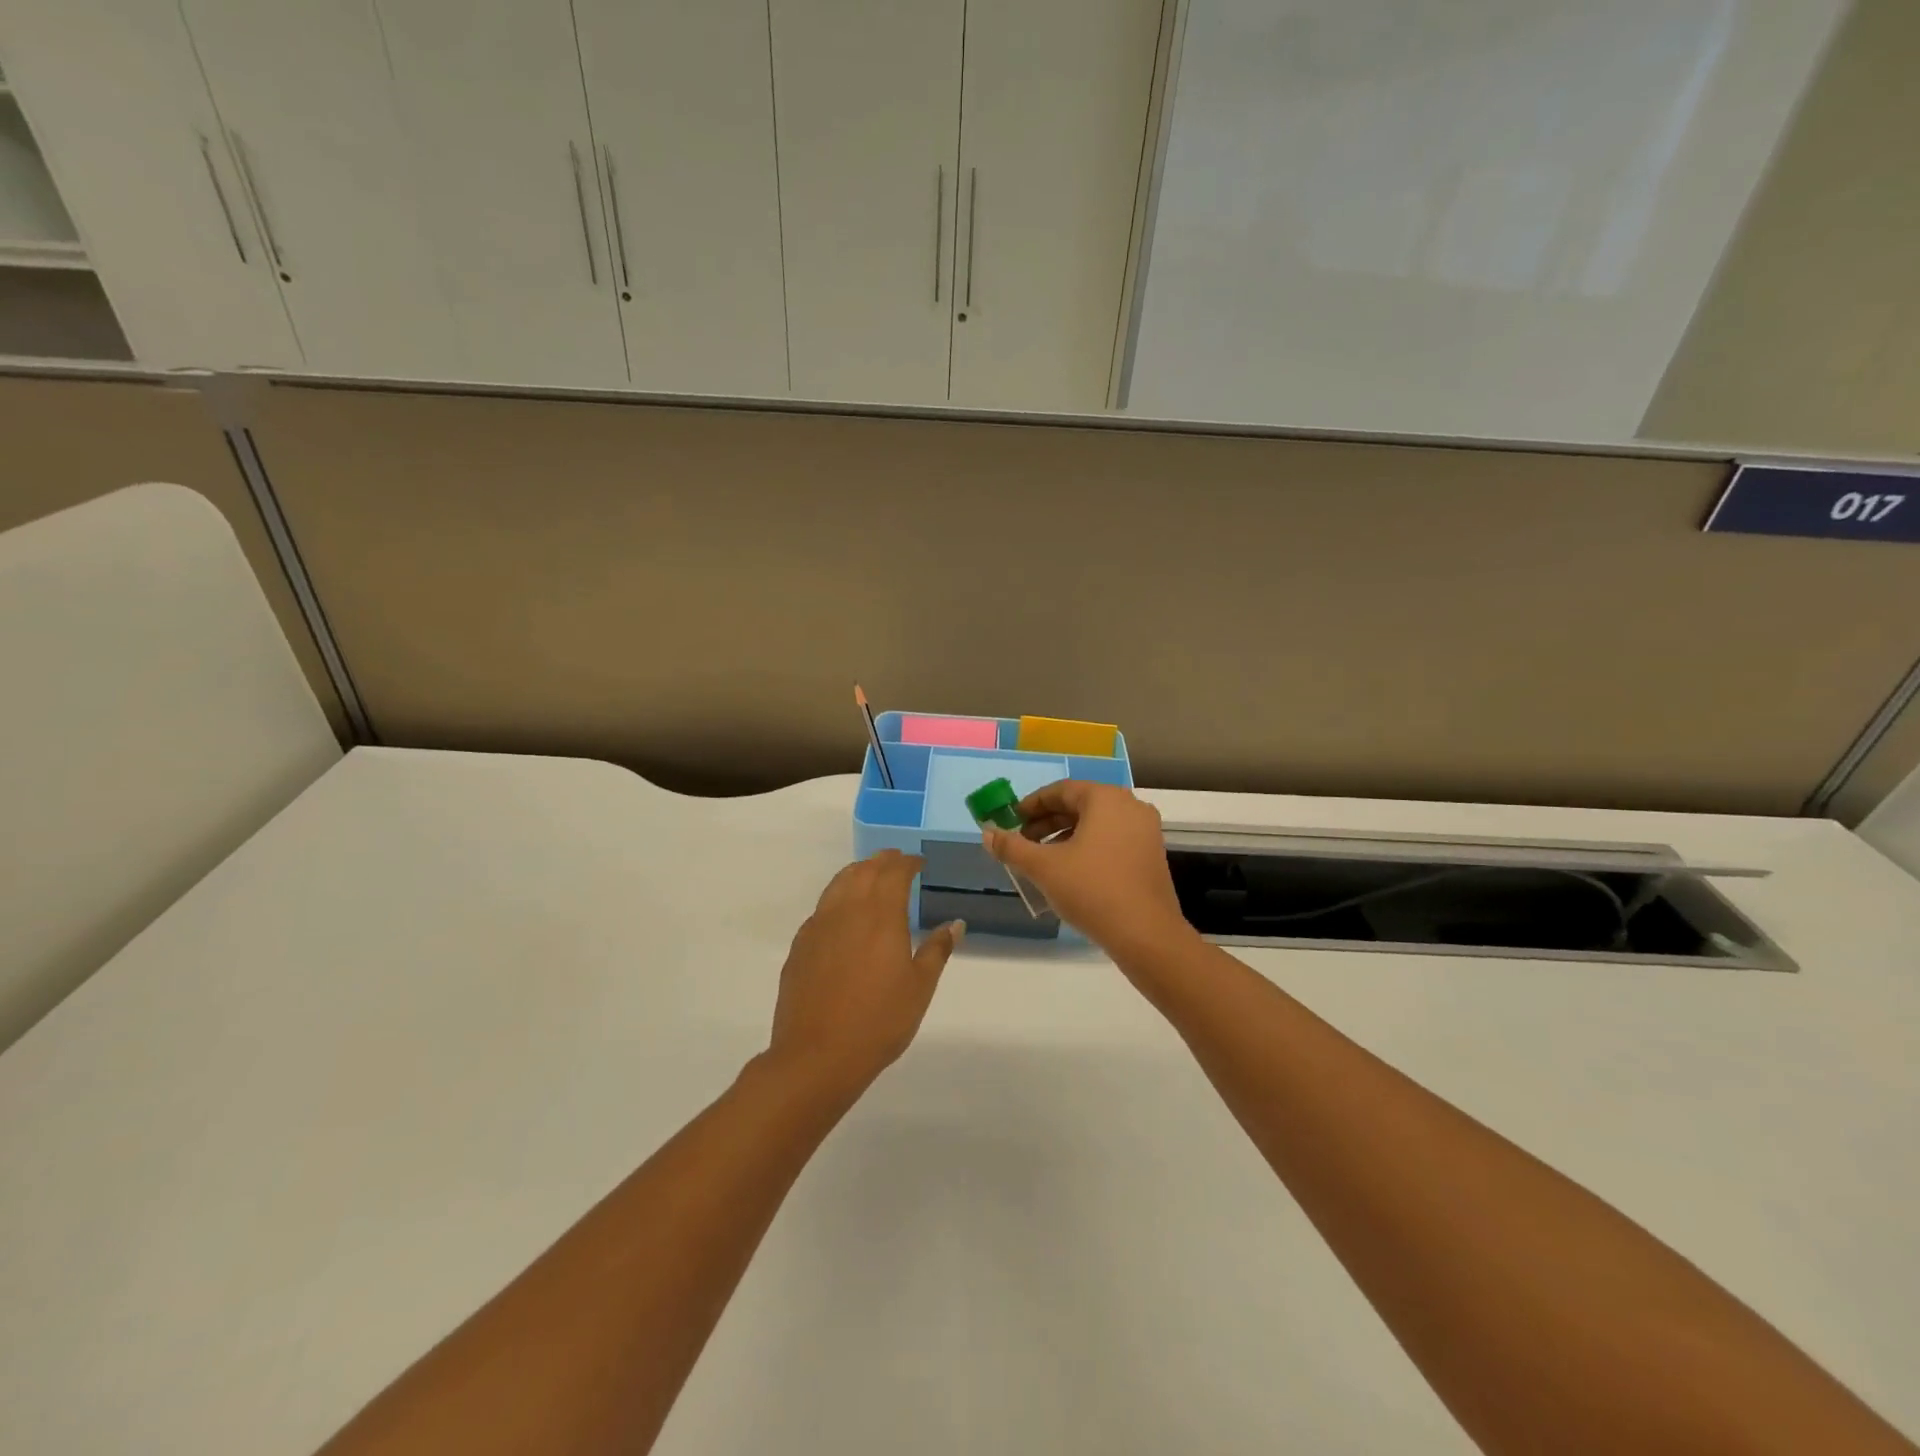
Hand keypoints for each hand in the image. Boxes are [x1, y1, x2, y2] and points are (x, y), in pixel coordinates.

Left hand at [765, 850, 963, 1099]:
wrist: (817, 1055)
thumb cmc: (879, 1021)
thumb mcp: (919, 987)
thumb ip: (937, 950)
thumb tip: (955, 924)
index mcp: (881, 915)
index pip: (894, 872)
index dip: (908, 862)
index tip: (918, 862)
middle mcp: (847, 910)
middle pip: (864, 871)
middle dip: (882, 861)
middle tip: (897, 862)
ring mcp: (818, 926)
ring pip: (838, 884)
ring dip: (857, 873)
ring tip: (870, 876)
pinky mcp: (800, 945)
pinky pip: (821, 908)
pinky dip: (837, 898)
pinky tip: (843, 915)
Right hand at [982, 781, 1191, 959]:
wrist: (1146, 935)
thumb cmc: (1092, 890)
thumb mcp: (1044, 868)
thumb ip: (1012, 847)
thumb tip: (988, 833)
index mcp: (1106, 799)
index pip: (1061, 790)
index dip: (1032, 805)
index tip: (1011, 821)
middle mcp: (1130, 806)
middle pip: (1079, 805)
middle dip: (1047, 822)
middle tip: (1022, 842)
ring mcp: (1145, 831)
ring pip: (1096, 824)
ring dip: (1065, 837)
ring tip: (1041, 860)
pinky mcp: (1151, 855)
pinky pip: (1112, 840)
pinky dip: (1087, 848)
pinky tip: (1069, 872)